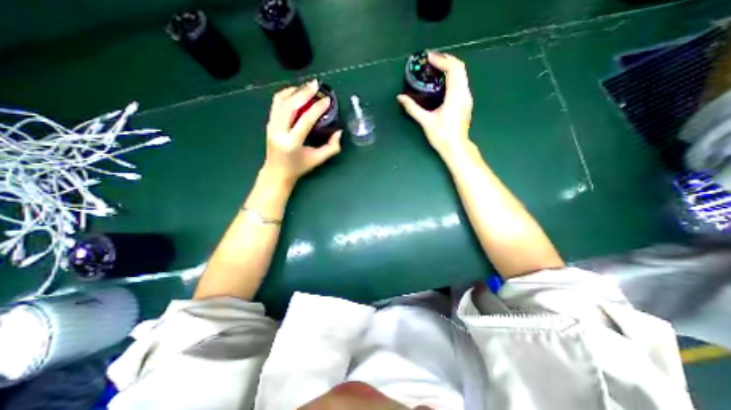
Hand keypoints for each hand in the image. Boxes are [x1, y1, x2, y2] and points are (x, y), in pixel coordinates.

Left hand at [263, 79, 342, 186]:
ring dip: (294, 91)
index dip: (317, 108)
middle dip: (304, 93)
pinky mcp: (269, 122)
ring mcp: (271, 126)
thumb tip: (339, 132)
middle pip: (290, 105)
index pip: (305, 120)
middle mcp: (279, 132)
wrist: (276, 172)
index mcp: (292, 143)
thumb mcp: (318, 159)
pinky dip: (286, 94)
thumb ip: (331, 147)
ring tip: (307, 86)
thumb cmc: (298, 167)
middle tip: (316, 84)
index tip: (327, 100)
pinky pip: (276, 103)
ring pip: (280, 101)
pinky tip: (296, 92)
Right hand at [400, 52, 474, 161]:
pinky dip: (453, 76)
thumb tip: (400, 98)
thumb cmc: (442, 135)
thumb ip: (412, 108)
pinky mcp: (466, 103)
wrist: (456, 147)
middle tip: (431, 60)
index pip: (452, 68)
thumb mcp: (425, 121)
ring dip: (450, 67)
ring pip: (462, 75)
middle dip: (446, 60)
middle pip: (460, 67)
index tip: (428, 57)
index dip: (441, 60)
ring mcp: (467, 98)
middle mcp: (464, 93)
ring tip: (436, 68)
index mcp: (455, 95)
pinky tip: (442, 82)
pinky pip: (461, 82)